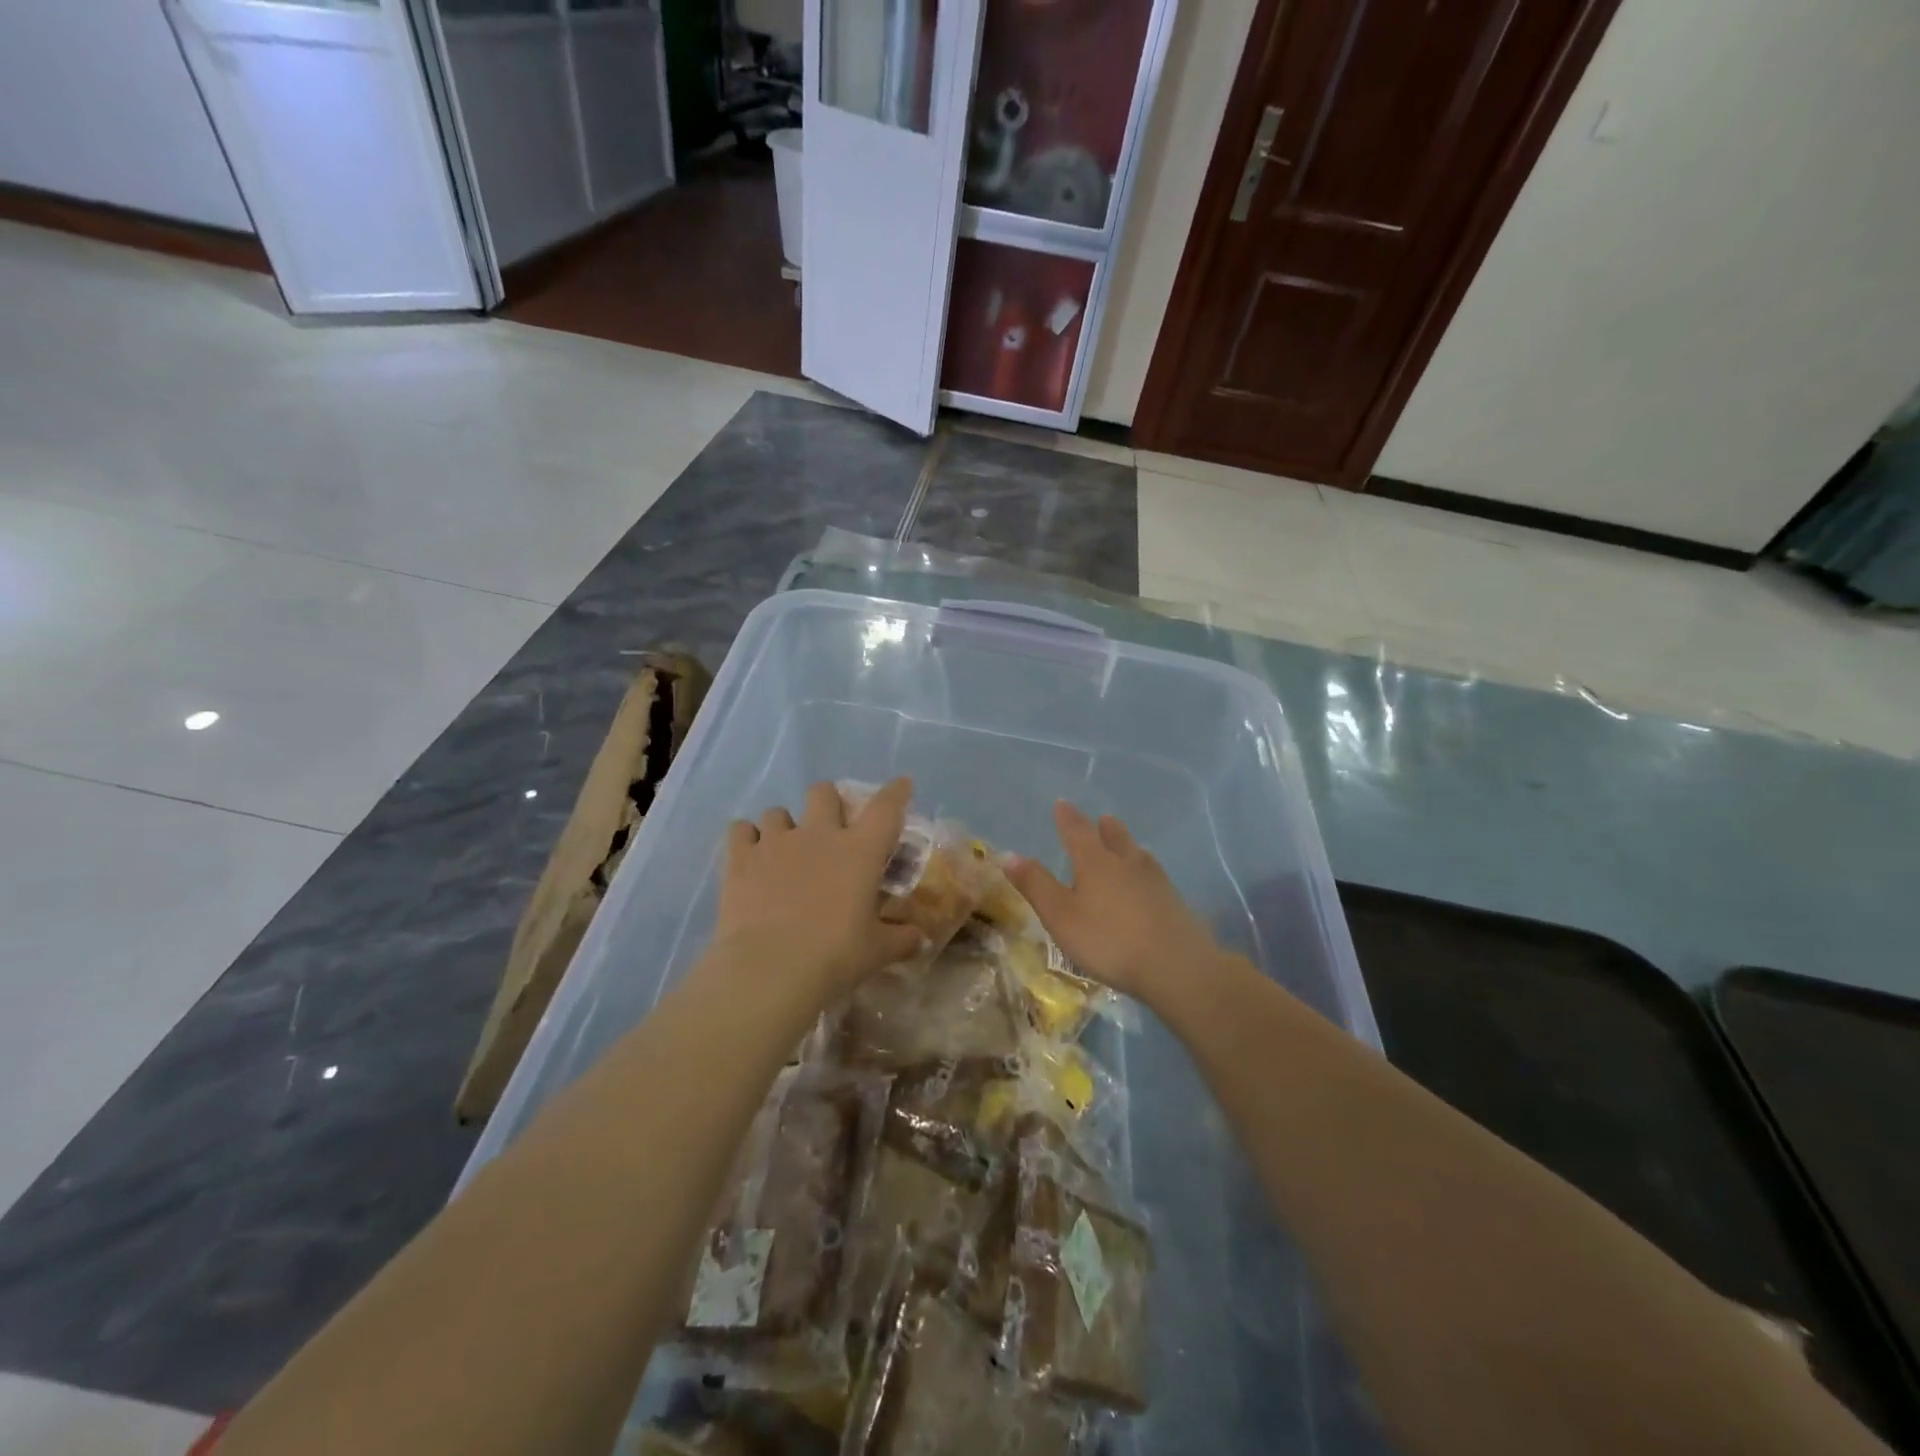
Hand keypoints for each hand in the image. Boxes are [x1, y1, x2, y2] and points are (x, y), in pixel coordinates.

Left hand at [715, 778, 926, 995]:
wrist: (771, 968)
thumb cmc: (835, 956)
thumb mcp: (877, 951)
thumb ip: (901, 939)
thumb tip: (920, 939)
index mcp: (860, 850)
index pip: (886, 807)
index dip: (896, 792)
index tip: (901, 785)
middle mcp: (819, 834)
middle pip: (824, 792)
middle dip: (829, 803)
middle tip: (830, 828)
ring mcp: (776, 842)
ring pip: (778, 811)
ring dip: (784, 826)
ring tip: (785, 849)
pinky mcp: (741, 858)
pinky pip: (741, 830)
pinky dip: (747, 839)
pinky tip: (751, 856)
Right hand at [1007, 801, 1222, 1003]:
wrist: (1176, 966)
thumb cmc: (1109, 940)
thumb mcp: (1061, 916)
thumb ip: (1036, 885)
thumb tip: (1010, 855)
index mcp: (1095, 862)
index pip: (1077, 831)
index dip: (1067, 818)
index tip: (1062, 804)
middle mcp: (1126, 863)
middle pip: (1115, 837)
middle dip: (1104, 828)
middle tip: (1101, 819)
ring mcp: (1155, 882)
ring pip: (1138, 854)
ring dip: (1128, 846)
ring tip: (1125, 846)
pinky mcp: (1174, 903)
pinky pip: (1154, 876)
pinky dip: (1145, 872)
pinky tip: (1148, 883)